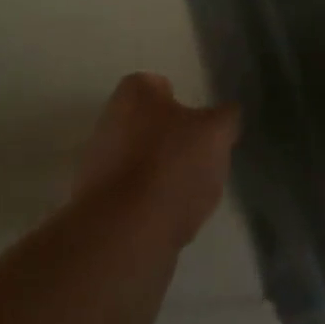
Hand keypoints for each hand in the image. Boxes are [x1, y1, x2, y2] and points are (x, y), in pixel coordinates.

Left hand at [74, 73, 239, 248]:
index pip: (160, 85)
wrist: (124, 237)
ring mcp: (99, 167)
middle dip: (174, 141)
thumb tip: (226, 116)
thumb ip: (226, 118)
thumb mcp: (216, 133)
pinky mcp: (98, 209)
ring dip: (165, 176)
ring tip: (192, 196)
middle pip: (151, 126)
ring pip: (144, 164)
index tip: (202, 124)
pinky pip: (136, 199)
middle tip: (201, 158)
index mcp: (133, 93)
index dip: (183, 102)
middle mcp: (109, 122)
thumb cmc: (170, 166)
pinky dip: (154, 206)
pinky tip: (173, 221)